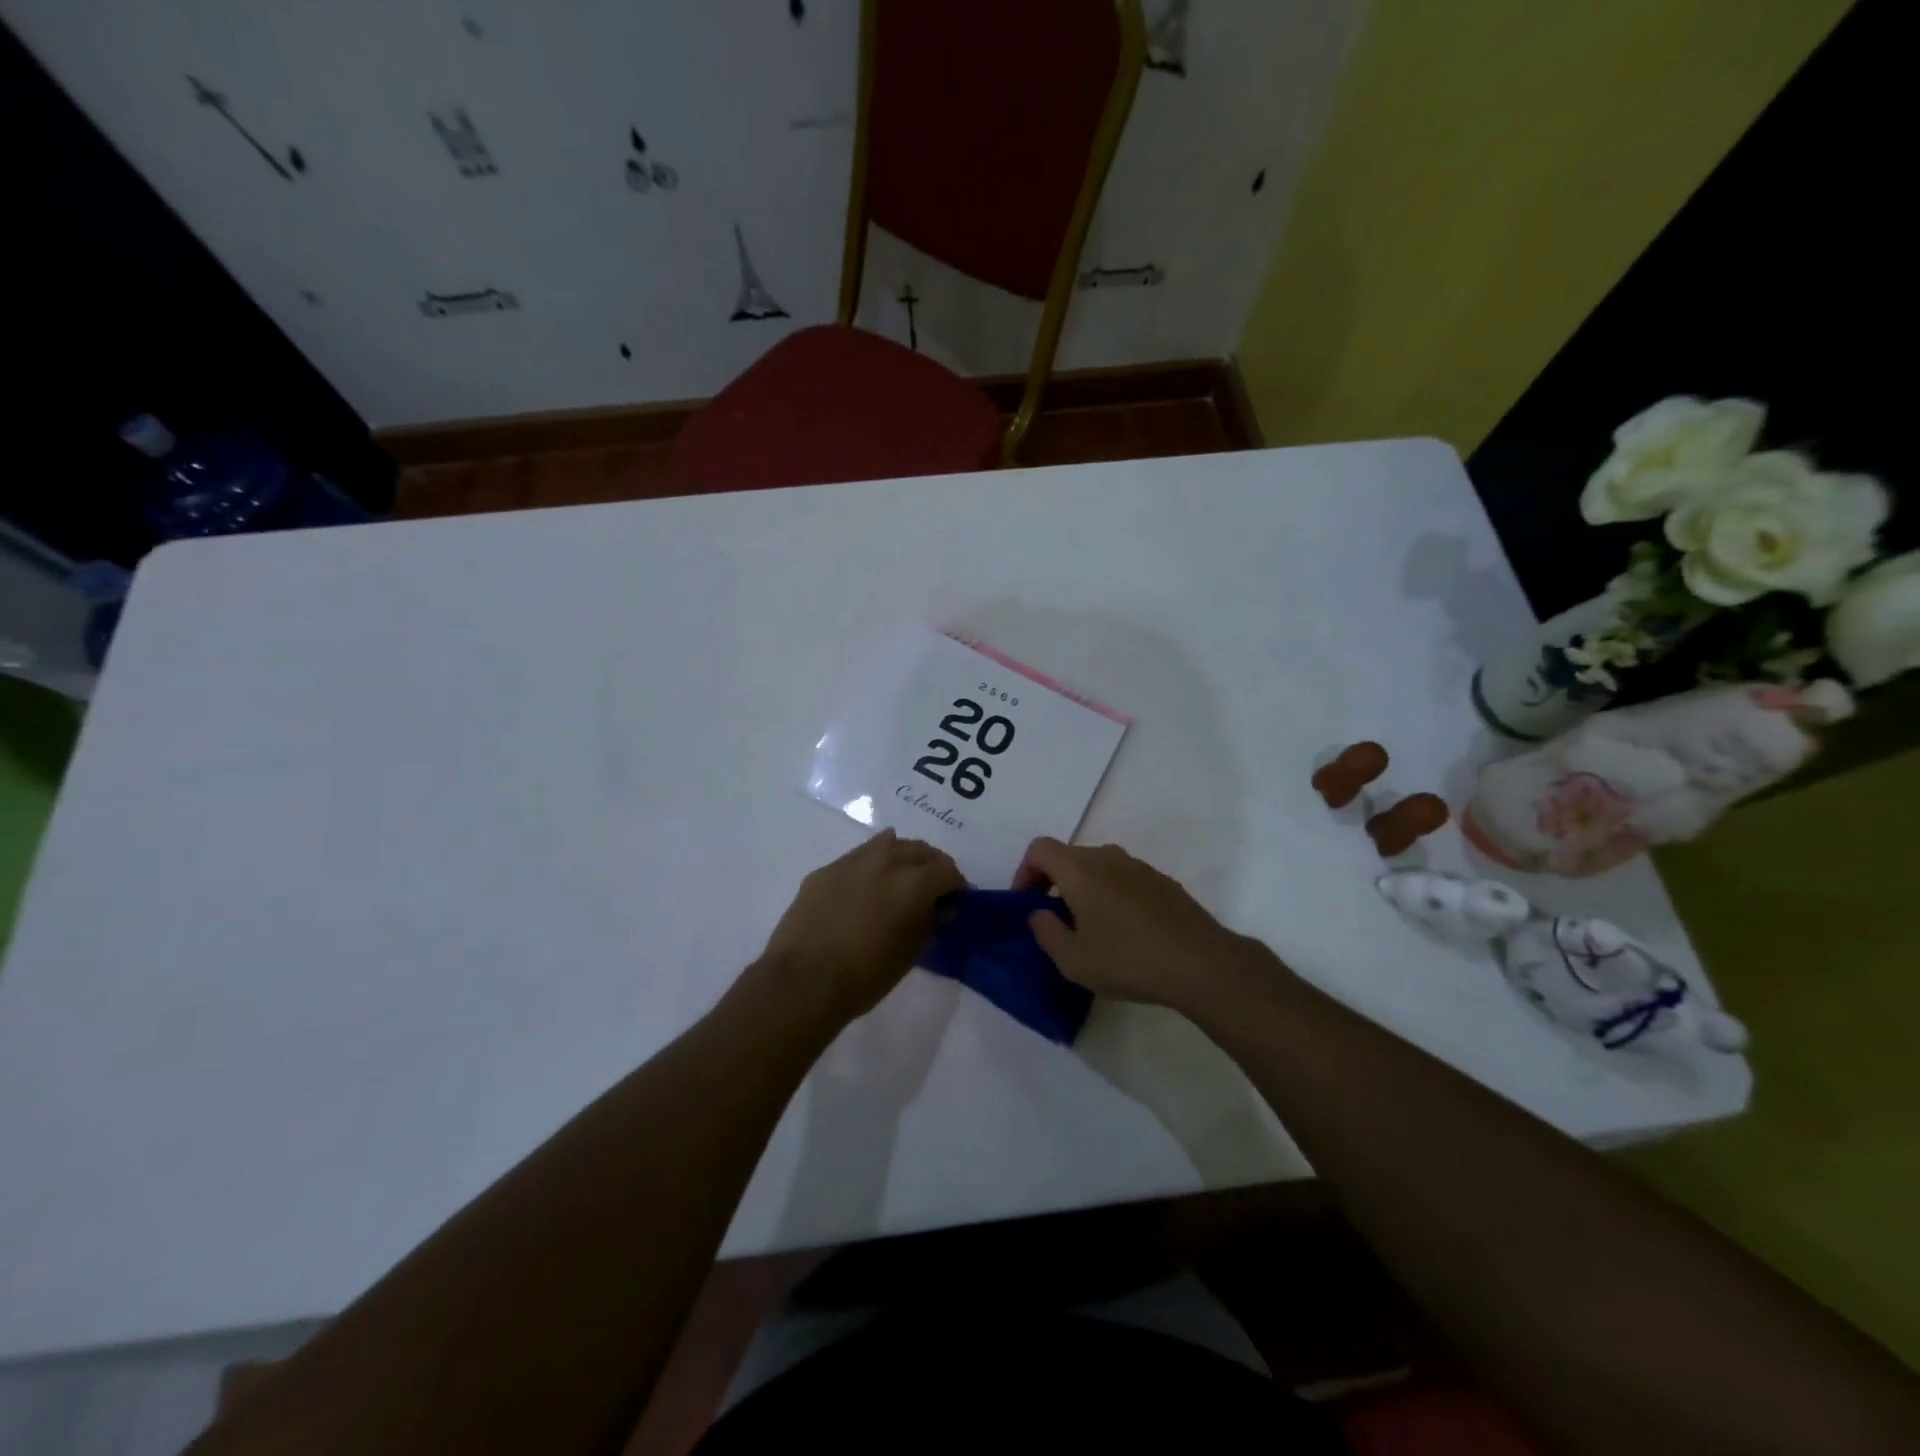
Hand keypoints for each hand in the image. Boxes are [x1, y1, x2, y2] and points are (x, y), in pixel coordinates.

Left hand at [756, 830, 964, 1024]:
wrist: (804, 981)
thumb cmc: (866, 974)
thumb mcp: (911, 953)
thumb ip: (930, 922)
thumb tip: (939, 907)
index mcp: (913, 882)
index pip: (947, 870)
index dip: (957, 885)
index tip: (957, 901)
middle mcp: (885, 860)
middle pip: (920, 850)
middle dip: (932, 866)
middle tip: (933, 888)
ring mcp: (851, 861)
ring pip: (888, 844)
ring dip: (902, 858)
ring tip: (901, 880)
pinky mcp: (825, 870)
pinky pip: (858, 858)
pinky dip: (871, 866)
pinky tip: (866, 888)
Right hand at [1013, 838, 1282, 1015]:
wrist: (1201, 963)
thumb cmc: (1127, 960)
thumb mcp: (1073, 960)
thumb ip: (1046, 932)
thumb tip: (1039, 914)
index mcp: (1080, 869)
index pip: (1039, 849)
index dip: (1025, 872)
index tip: (1026, 904)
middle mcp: (1107, 857)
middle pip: (1068, 856)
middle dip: (1053, 882)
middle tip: (1053, 919)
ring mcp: (1138, 866)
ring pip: (1098, 866)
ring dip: (1083, 888)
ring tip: (1089, 927)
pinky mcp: (1162, 881)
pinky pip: (1123, 878)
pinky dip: (1111, 894)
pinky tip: (1123, 931)